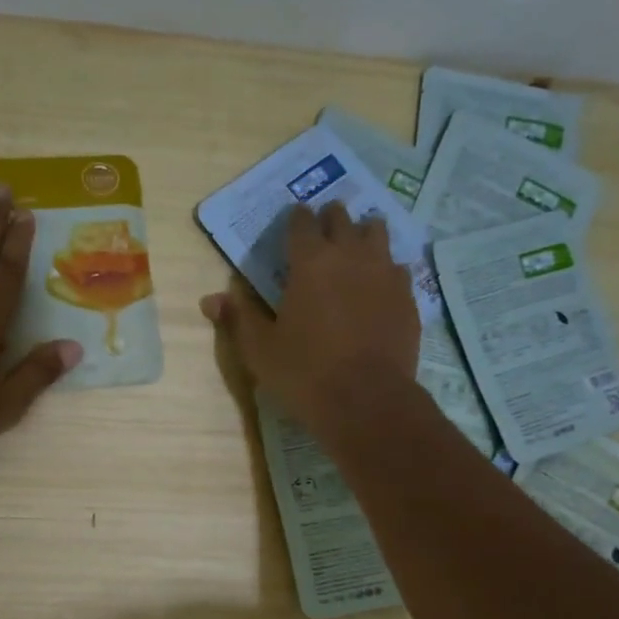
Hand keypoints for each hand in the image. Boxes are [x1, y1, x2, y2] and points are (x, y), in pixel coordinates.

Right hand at [200, 201, 419, 431]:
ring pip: (377, 232)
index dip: (295, 218)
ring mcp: (385, 272)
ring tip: (355, 246)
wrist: (367, 400)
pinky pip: (398, 267)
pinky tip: (380, 285)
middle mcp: (350, 255)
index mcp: (309, 261)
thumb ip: (238, 318)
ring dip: (363, 233)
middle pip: (341, 218)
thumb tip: (210, 300)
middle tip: (322, 231)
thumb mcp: (260, 349)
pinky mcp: (407, 296)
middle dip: (330, 219)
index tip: (292, 222)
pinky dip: (386, 268)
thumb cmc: (304, 373)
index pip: (301, 221)